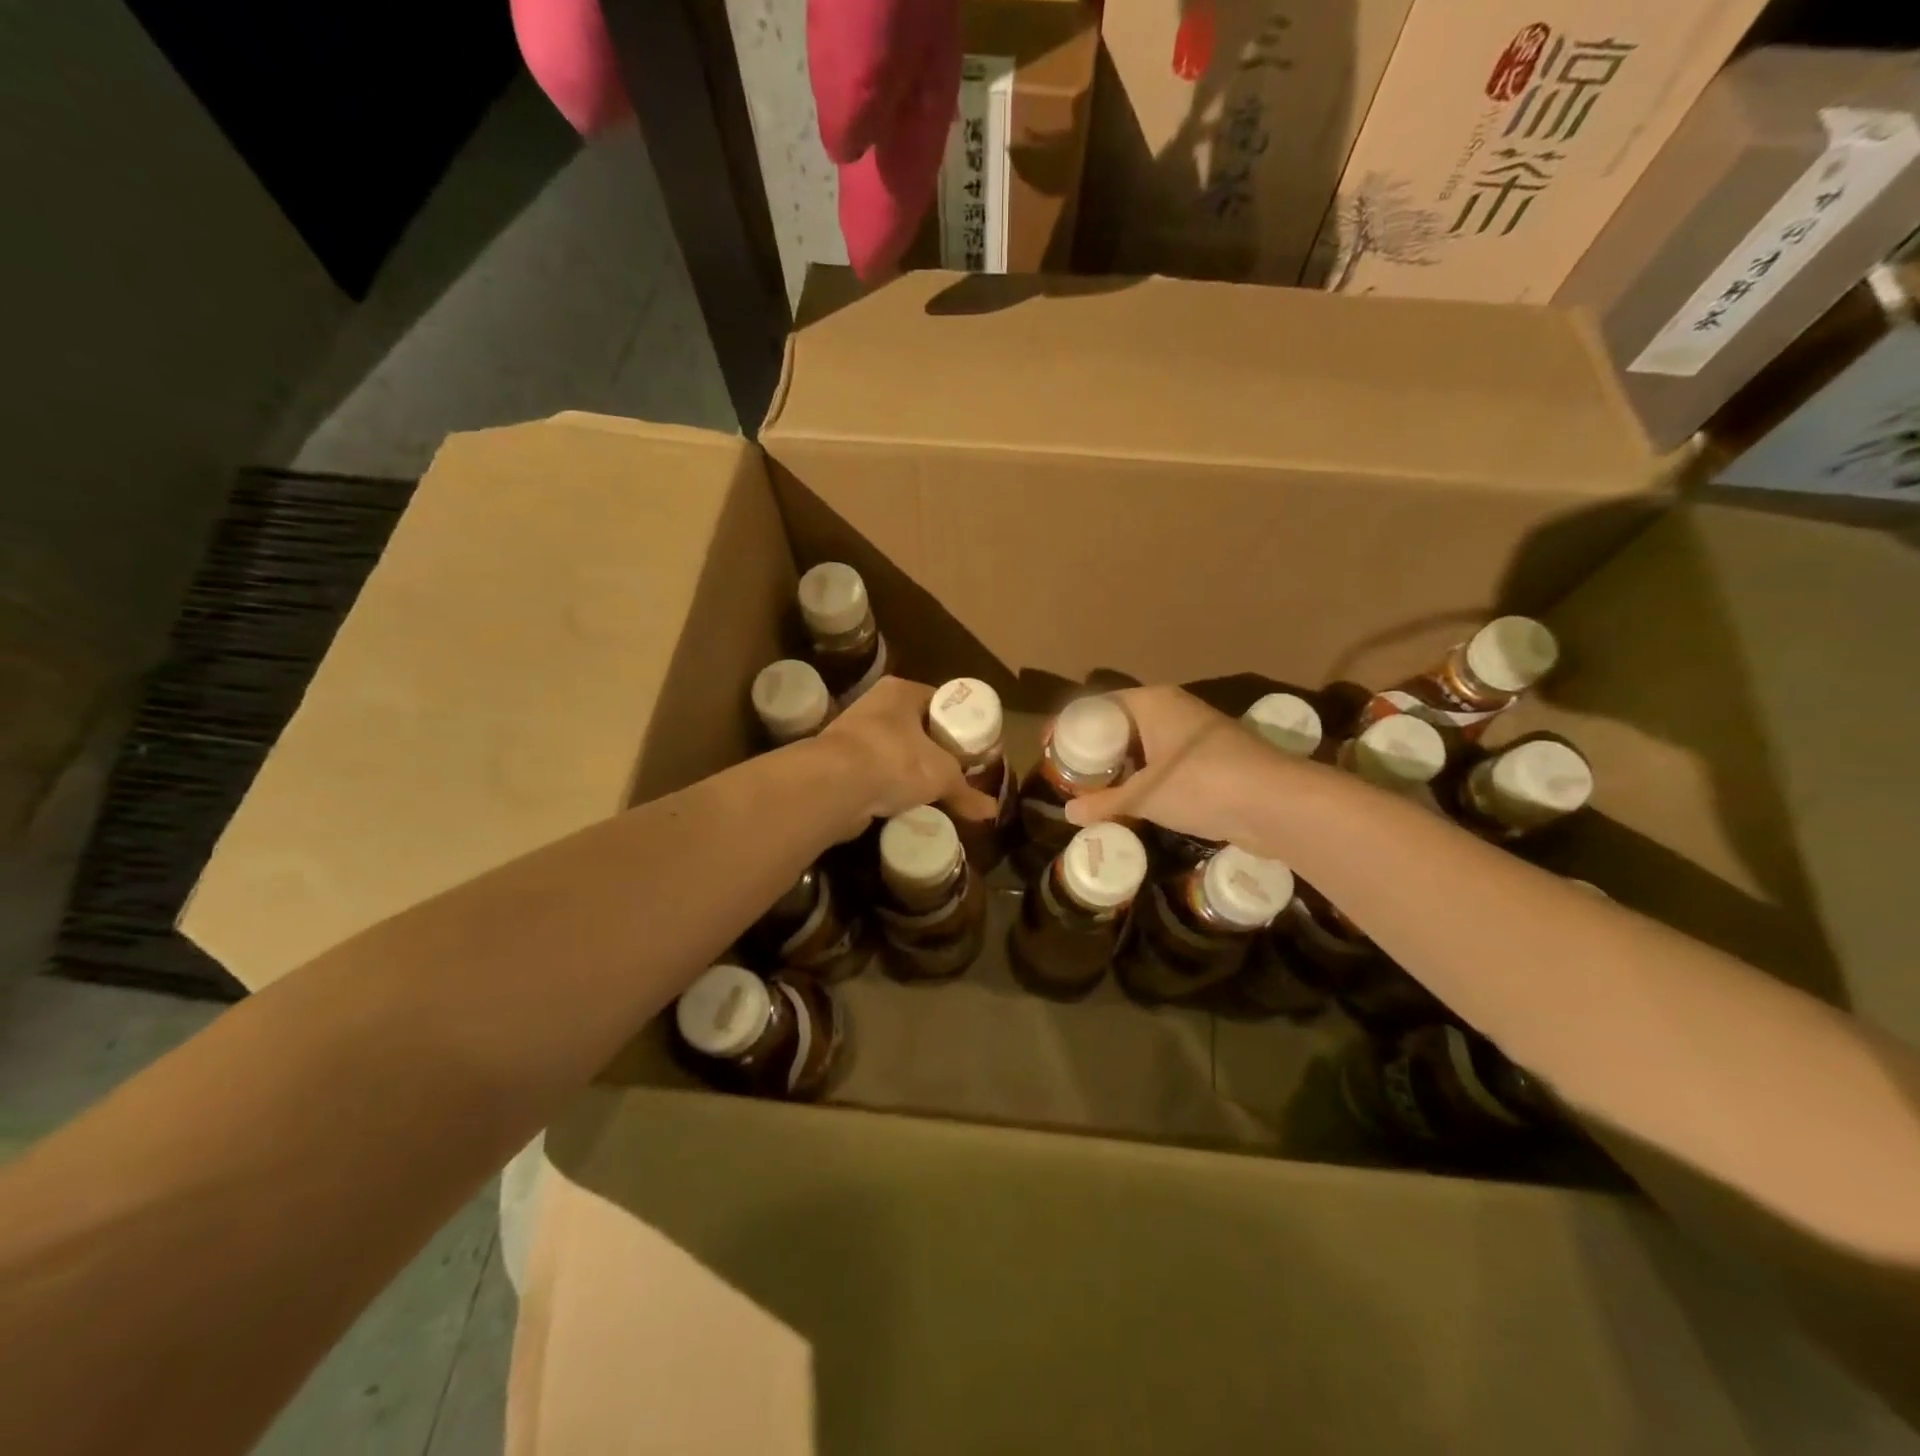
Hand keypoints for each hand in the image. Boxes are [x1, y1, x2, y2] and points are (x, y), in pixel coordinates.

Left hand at [811, 677, 995, 834]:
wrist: (833, 785)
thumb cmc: (895, 760)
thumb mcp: (941, 775)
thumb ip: (966, 791)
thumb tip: (991, 811)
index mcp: (902, 691)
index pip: (941, 701)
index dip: (961, 724)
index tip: (976, 748)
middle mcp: (875, 705)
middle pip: (918, 727)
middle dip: (938, 750)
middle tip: (960, 772)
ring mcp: (853, 734)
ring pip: (896, 751)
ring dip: (913, 770)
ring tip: (936, 792)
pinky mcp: (839, 764)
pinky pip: (877, 774)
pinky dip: (891, 788)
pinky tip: (907, 804)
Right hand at [1065, 686, 1291, 846]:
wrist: (1277, 803)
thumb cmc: (1202, 785)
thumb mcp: (1146, 796)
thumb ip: (1105, 803)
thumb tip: (1069, 813)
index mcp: (1151, 702)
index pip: (1097, 705)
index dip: (1070, 725)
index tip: (1049, 748)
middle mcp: (1172, 709)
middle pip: (1120, 723)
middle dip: (1094, 748)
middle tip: (1069, 774)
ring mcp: (1195, 733)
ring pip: (1144, 743)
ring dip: (1120, 765)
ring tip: (1095, 791)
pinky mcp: (1212, 758)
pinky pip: (1164, 760)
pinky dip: (1145, 776)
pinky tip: (1133, 800)